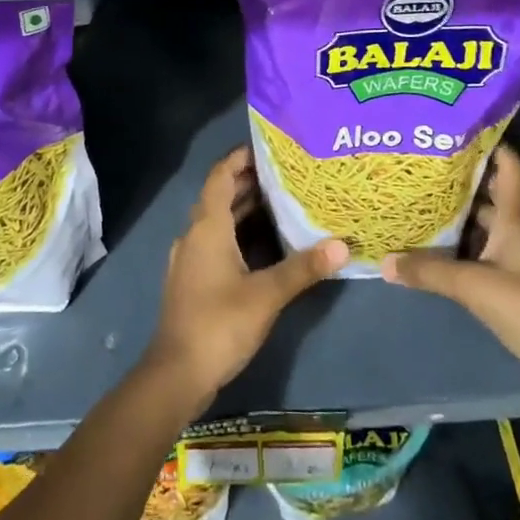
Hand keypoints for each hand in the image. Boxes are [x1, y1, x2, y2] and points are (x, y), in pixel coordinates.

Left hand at [145, 146, 349, 407]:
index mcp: (207, 226)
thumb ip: (303, 268)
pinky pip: (218, 242)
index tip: (269, 146)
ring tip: (285, 201)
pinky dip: (241, 234)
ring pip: (220, 221)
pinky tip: (267, 244)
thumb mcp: (266, 295)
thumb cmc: (219, 324)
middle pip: (222, 196)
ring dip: (247, 210)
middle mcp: (195, 234)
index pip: (221, 175)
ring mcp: (191, 258)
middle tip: (289, 173)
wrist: (177, 373)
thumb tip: (342, 245)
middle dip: (251, 182)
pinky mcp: (194, 279)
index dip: (241, 157)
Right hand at [381, 144, 519, 427]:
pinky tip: (426, 250)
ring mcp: (512, 264)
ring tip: (414, 201)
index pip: (509, 170)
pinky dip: (453, 252)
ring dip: (453, 218)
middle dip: (458, 180)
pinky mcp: (506, 291)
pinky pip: (475, 259)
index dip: (492, 144)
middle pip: (488, 197)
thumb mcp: (474, 285)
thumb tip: (384, 260)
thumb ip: (428, 270)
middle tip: (419, 164)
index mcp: (515, 221)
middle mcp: (515, 235)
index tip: (460, 125)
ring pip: (478, 229)